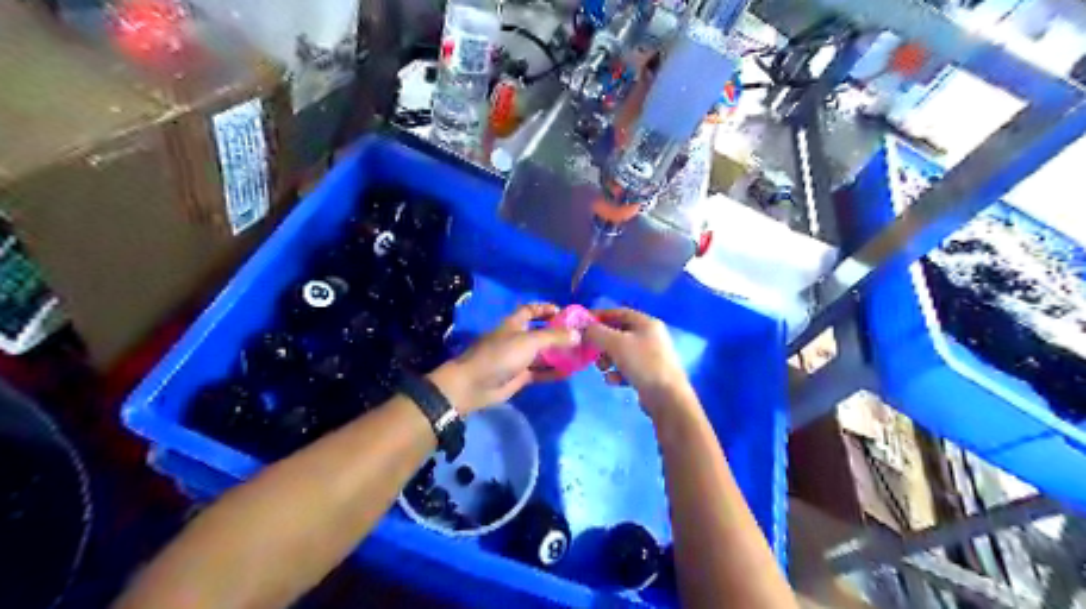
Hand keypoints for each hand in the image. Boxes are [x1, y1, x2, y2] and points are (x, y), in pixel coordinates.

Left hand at [426, 301, 580, 416]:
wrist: (474, 384)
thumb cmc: (500, 355)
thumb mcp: (529, 341)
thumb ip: (553, 337)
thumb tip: (577, 335)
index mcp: (514, 324)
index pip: (531, 310)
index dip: (546, 309)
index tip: (565, 313)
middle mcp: (517, 338)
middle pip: (540, 332)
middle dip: (558, 333)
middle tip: (580, 336)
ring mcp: (517, 358)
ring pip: (542, 354)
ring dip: (558, 354)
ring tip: (580, 355)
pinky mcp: (519, 376)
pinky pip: (540, 371)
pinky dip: (553, 371)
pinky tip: (569, 372)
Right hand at [581, 306, 690, 411]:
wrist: (667, 397)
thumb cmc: (642, 363)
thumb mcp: (616, 343)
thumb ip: (596, 332)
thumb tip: (582, 328)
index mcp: (647, 323)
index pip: (619, 312)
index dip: (600, 316)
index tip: (583, 324)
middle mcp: (650, 337)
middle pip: (619, 333)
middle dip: (602, 342)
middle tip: (589, 350)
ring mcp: (651, 356)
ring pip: (621, 352)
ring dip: (607, 359)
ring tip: (602, 368)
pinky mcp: (648, 374)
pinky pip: (627, 368)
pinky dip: (617, 372)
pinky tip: (613, 381)